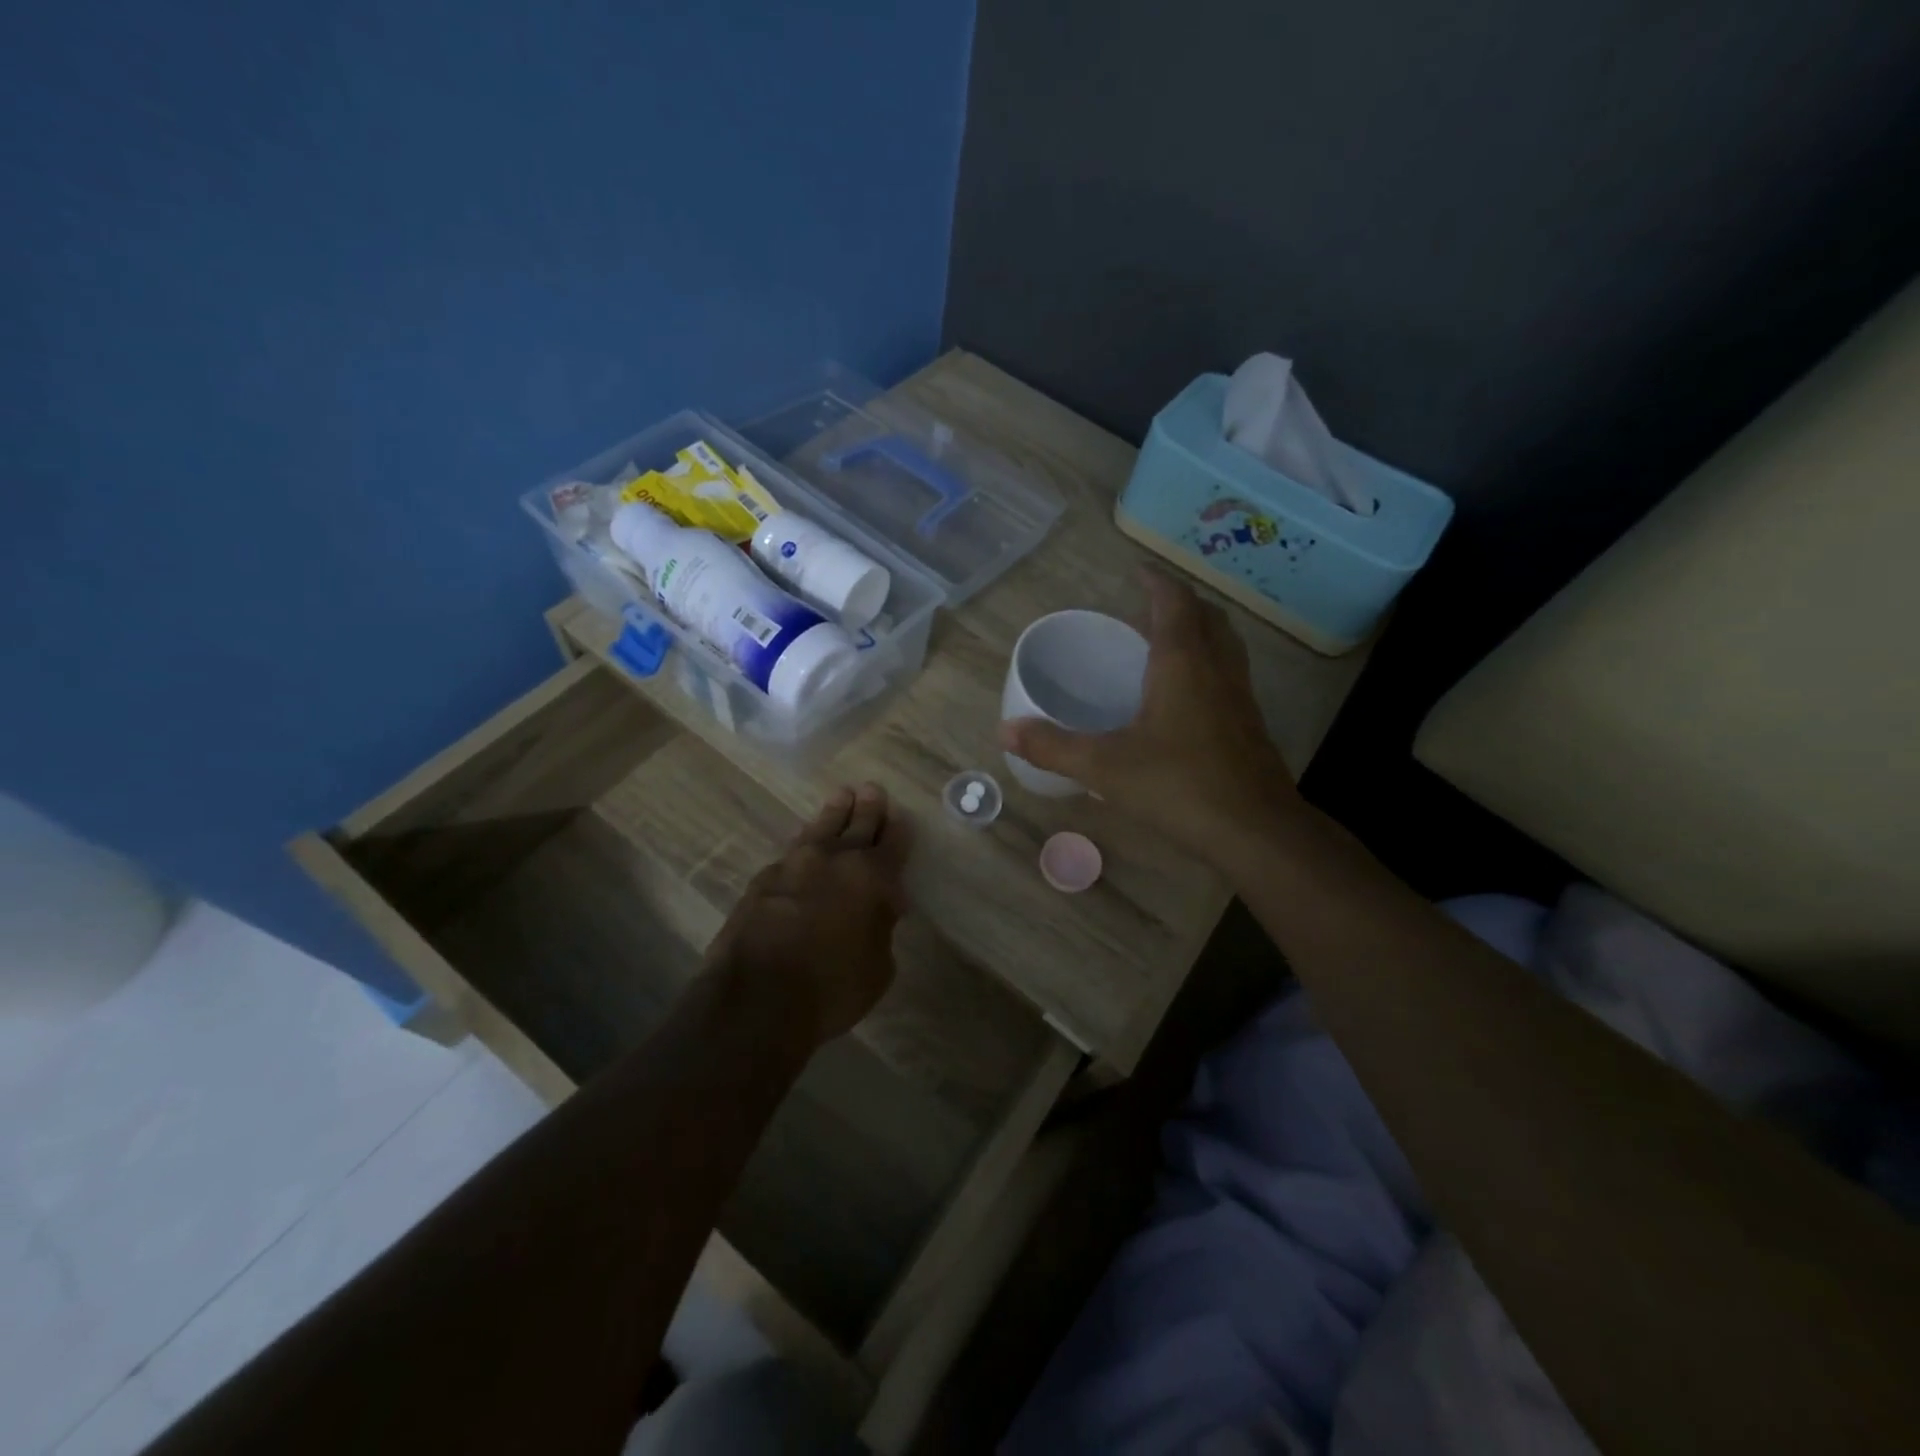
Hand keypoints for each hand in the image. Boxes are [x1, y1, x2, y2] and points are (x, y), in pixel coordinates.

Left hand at [706, 782, 911, 1045]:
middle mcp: (835, 860)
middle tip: (872, 790)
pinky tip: (804, 844)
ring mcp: (794, 865)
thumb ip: (881, 929)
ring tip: (841, 796)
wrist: (758, 997)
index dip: (898, 829)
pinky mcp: (763, 880)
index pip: (892, 843)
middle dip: (868, 809)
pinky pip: (792, 851)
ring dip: (833, 813)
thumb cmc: (832, 987)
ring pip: (820, 829)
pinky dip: (804, 843)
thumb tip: (876, 910)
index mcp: (872, 877)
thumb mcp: (878, 968)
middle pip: (856, 825)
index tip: (900, 815)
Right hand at [999, 569, 1300, 861]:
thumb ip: (1053, 747)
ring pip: (1223, 644)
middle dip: (1178, 603)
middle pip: (1205, 617)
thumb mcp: (1104, 767)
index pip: (1174, 602)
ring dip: (1198, 631)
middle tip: (1147, 608)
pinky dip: (1207, 664)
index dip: (1156, 582)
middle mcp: (1217, 668)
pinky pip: (1229, 674)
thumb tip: (1004, 731)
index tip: (1137, 571)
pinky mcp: (1250, 724)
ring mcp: (1240, 696)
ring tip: (1166, 643)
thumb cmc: (1178, 785)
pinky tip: (1185, 697)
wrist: (1255, 830)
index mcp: (1183, 662)